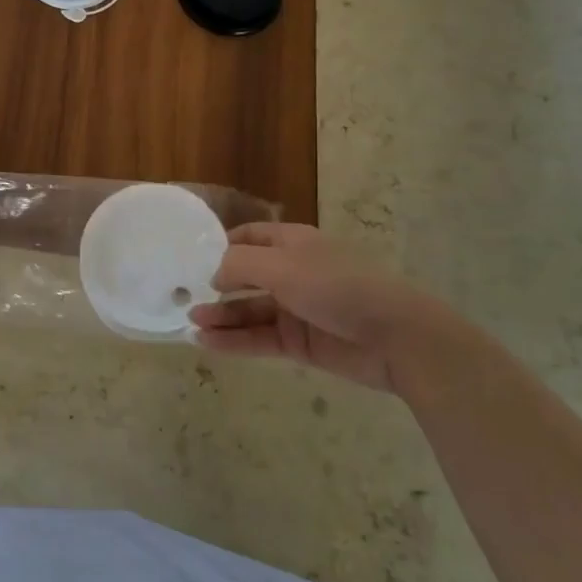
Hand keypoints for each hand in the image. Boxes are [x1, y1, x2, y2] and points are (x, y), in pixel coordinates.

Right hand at [189, 223, 482, 395]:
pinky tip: (208, 343)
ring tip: (192, 324)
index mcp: (292, 244)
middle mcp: (292, 272)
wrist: (397, 338)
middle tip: (184, 298)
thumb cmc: (338, 287)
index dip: (220, 247)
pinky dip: (235, 340)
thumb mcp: (283, 267)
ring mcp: (296, 309)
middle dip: (215, 287)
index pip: (248, 238)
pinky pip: (260, 338)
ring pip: (249, 310)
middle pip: (244, 277)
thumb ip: (239, 265)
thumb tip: (212, 275)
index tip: (190, 260)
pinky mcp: (300, 342)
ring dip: (221, 316)